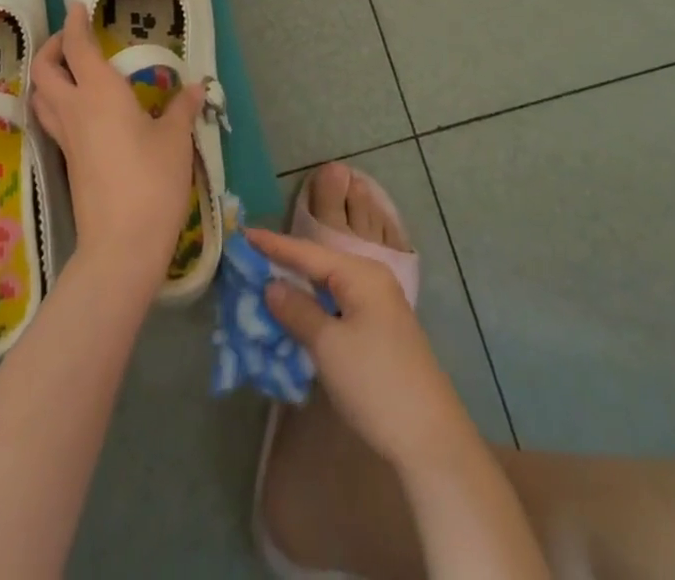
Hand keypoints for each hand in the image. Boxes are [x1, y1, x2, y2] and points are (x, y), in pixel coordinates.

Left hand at [32, 2, 202, 279]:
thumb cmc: (151, 181)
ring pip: (41, 96)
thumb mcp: (175, 140)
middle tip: (70, 39)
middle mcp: (74, 109)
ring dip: (47, 76)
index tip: (77, 7)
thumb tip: (197, 87)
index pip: (76, 47)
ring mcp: (66, 137)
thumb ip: (182, 108)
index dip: (74, 23)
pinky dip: (55, 102)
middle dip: (51, 48)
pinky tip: (80, 109)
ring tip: (69, 70)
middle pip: (43, 70)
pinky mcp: (68, 161)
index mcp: (98, 92)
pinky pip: (51, 119)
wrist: (121, 244)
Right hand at [249, 228, 473, 472]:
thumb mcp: (328, 346)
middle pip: (319, 265)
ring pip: (328, 288)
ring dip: (298, 290)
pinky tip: (295, 316)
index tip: (243, 234)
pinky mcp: (379, 333)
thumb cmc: (376, 383)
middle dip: (285, 264)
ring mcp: (379, 308)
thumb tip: (272, 285)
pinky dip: (314, 309)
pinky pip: (338, 308)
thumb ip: (297, 311)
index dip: (274, 244)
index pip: (308, 252)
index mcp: (361, 274)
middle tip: (249, 260)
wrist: (431, 440)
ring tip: (264, 284)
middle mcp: (372, 281)